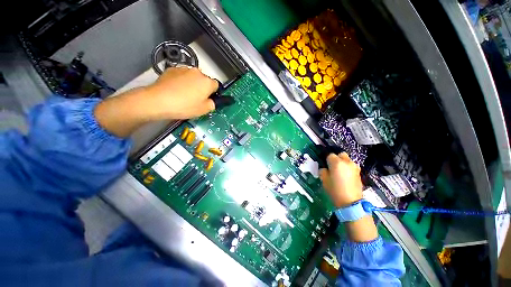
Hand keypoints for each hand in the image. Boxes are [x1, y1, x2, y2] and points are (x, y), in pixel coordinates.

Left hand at [145, 67, 218, 119]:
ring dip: (191, 83)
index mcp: (207, 82)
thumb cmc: (184, 106)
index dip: (213, 93)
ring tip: (183, 94)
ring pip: (192, 77)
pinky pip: (181, 75)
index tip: (208, 99)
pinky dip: (180, 81)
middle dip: (202, 87)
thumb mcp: (204, 110)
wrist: (158, 100)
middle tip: (196, 98)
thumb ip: (212, 104)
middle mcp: (197, 72)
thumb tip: (211, 101)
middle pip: (204, 80)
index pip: (216, 85)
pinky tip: (175, 90)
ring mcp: (183, 69)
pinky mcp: (171, 69)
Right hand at [319, 152, 362, 207]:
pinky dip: (348, 168)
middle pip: (340, 154)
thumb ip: (323, 171)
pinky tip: (345, 176)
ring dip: (343, 163)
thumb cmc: (335, 190)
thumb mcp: (324, 180)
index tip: (325, 166)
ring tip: (339, 172)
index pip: (329, 155)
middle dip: (336, 158)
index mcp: (337, 162)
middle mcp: (347, 162)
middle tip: (332, 167)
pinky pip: (351, 166)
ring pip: (347, 160)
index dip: (326, 160)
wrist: (351, 202)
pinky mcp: (359, 173)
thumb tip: (325, 168)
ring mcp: (354, 167)